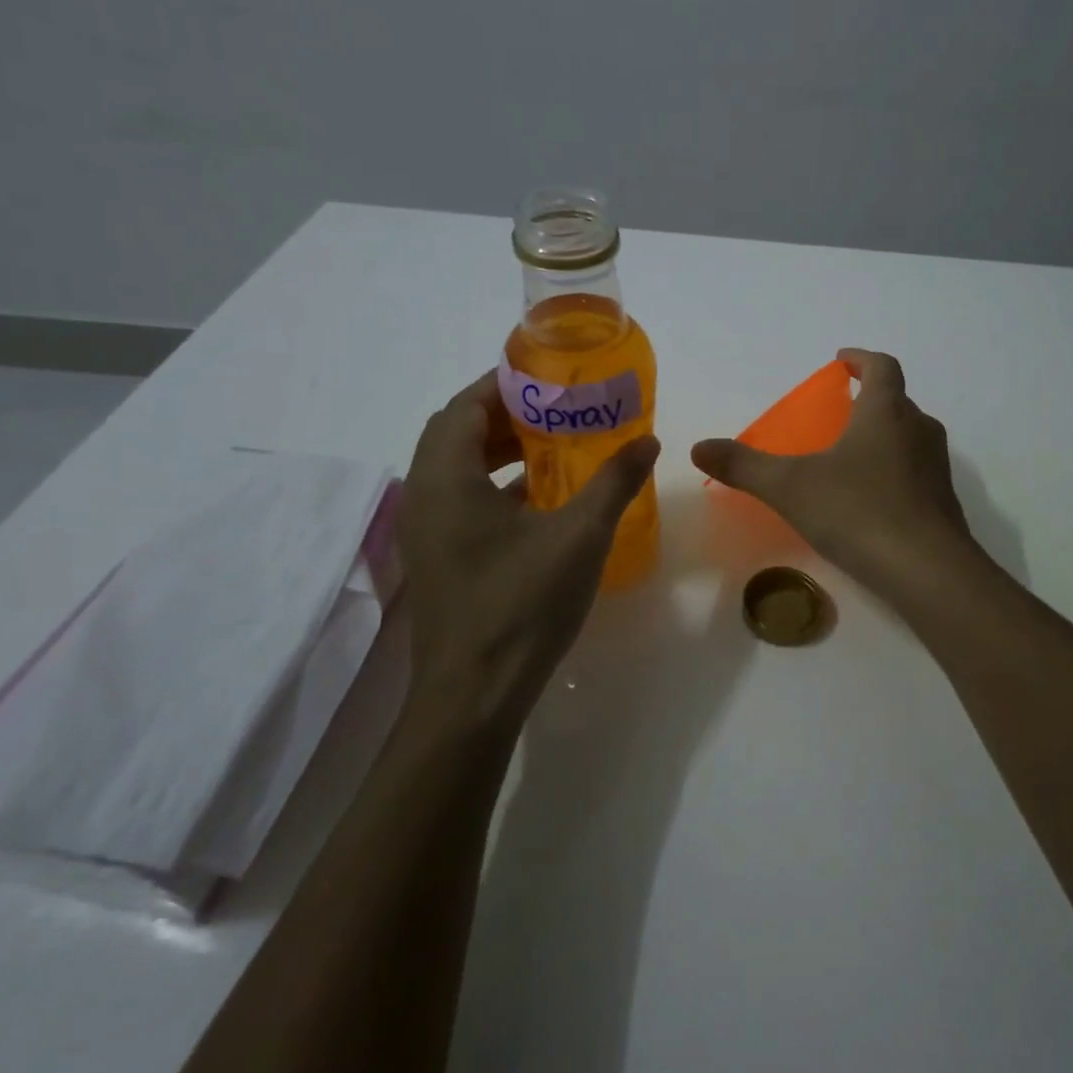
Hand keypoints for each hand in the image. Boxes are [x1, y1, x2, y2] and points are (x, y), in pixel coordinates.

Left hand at [401, 372, 659, 723]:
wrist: (474, 695)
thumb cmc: (522, 605)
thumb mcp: (580, 536)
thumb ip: (614, 482)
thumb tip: (648, 441)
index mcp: (446, 478)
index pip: (465, 405)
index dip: (505, 384)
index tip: (549, 378)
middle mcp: (424, 496)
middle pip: (456, 432)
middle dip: (505, 414)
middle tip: (556, 409)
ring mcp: (425, 531)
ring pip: (456, 468)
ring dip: (499, 450)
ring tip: (552, 445)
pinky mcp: (436, 558)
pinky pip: (460, 500)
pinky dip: (494, 485)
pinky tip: (540, 499)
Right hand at [691, 348, 976, 600]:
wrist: (928, 572)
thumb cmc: (858, 511)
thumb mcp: (790, 487)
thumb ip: (744, 466)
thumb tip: (699, 447)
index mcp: (886, 412)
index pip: (881, 366)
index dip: (860, 358)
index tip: (841, 360)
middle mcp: (919, 430)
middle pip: (897, 402)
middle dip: (869, 402)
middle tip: (838, 415)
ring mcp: (937, 468)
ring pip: (909, 438)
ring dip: (884, 438)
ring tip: (850, 458)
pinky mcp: (944, 503)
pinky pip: (917, 473)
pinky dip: (895, 474)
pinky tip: (870, 502)